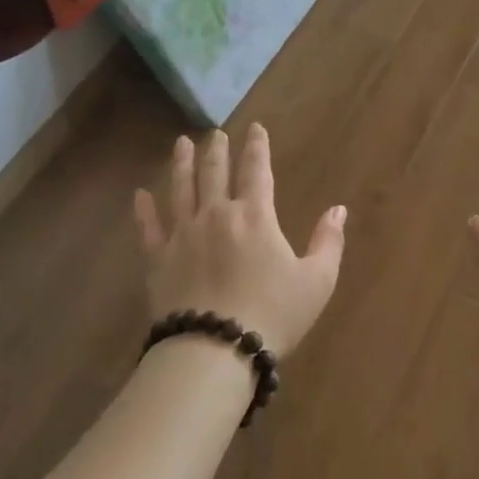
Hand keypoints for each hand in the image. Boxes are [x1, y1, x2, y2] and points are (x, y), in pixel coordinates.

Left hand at [134, 124, 345, 356]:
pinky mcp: (158, 259)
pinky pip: (149, 227)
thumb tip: (339, 209)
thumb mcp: (316, 281)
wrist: (214, 350)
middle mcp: (216, 215)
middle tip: (215, 133)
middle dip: (217, 150)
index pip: (257, 170)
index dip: (257, 147)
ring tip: (182, 143)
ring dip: (182, 164)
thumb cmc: (272, 314)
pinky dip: (144, 209)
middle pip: (215, 173)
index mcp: (255, 216)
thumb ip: (328, 242)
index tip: (255, 128)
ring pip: (181, 189)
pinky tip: (140, 194)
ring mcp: (183, 235)